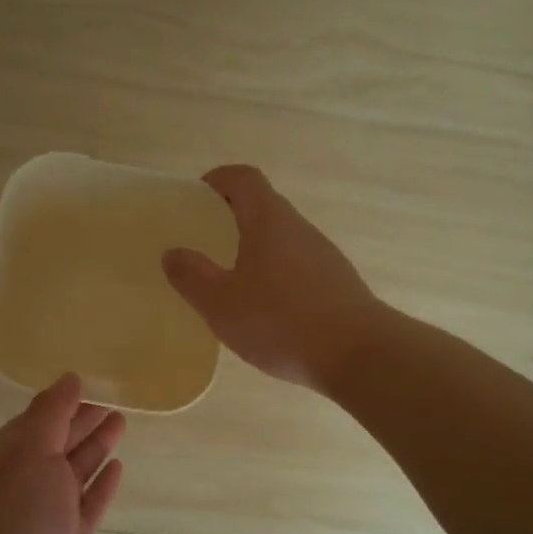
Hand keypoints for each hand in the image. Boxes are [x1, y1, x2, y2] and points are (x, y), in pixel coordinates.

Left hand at [0, 373, 124, 533]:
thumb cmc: (25, 518)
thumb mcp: (32, 455)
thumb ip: (51, 415)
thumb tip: (69, 378)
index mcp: (2, 463)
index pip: (30, 423)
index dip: (58, 404)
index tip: (87, 384)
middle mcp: (21, 485)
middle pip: (54, 444)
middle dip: (80, 422)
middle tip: (111, 400)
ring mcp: (46, 514)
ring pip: (74, 471)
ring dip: (95, 446)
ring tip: (121, 422)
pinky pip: (88, 502)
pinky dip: (102, 483)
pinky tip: (118, 466)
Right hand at [163, 164, 381, 392]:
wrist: (359, 355)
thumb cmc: (281, 322)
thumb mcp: (221, 304)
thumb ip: (192, 276)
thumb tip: (173, 252)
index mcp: (269, 220)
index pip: (243, 178)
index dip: (217, 180)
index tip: (195, 200)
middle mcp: (299, 228)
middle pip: (263, 206)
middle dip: (231, 217)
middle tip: (204, 243)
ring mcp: (323, 255)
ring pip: (281, 238)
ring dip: (254, 248)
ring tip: (230, 281)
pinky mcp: (337, 283)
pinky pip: (297, 265)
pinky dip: (275, 273)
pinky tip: (265, 310)